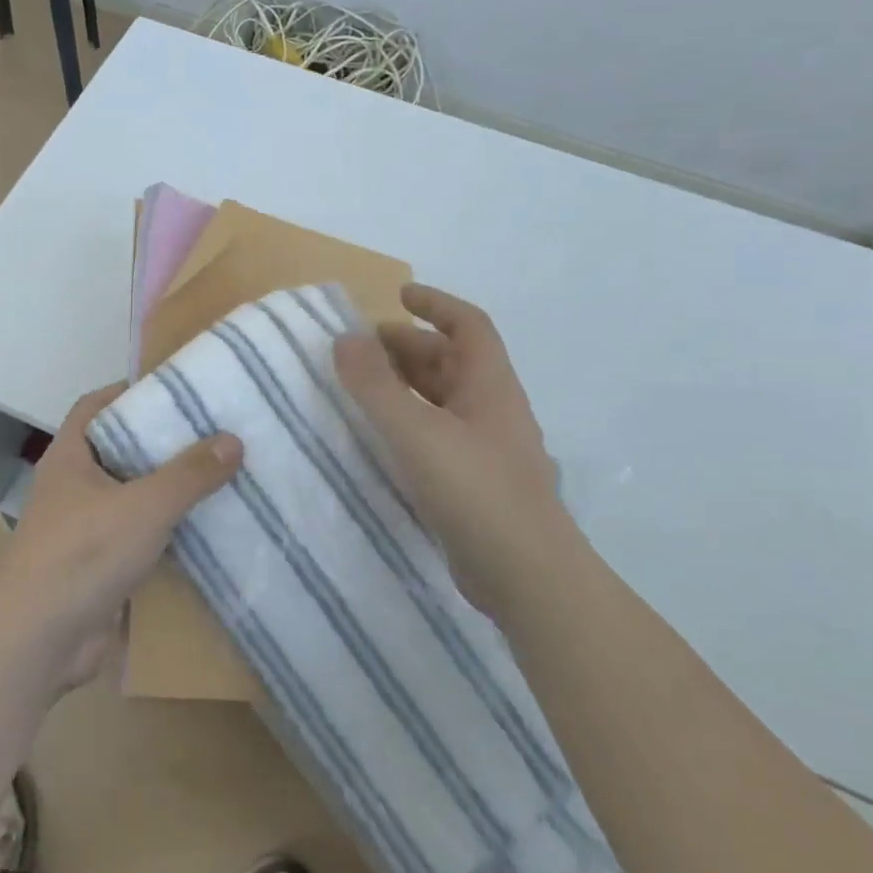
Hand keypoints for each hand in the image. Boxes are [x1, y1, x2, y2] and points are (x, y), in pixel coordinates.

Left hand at [0, 385, 241, 690]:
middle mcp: (73, 487)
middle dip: (160, 442)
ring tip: (218, 475)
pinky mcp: (98, 567)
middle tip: (210, 431)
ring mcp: (84, 529)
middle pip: (119, 451)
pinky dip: (165, 533)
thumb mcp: (144, 505)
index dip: (128, 392)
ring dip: (167, 491)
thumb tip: (233, 440)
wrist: (40, 641)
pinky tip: (204, 530)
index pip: (95, 407)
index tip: (172, 389)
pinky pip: (137, 538)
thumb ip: (190, 474)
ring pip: (131, 497)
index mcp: (70, 458)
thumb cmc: (84, 554)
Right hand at [333, 283, 578, 614]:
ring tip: (362, 387)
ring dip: (407, 385)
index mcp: (490, 386)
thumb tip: (344, 338)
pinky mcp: (475, 483)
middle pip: (451, 361)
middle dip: (408, 347)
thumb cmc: (475, 491)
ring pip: (443, 399)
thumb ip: (376, 385)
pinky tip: (381, 437)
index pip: (468, 325)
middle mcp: (492, 409)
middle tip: (361, 349)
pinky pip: (437, 434)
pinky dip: (409, 422)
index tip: (398, 295)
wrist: (527, 577)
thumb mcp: (417, 433)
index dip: (436, 304)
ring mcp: (486, 448)